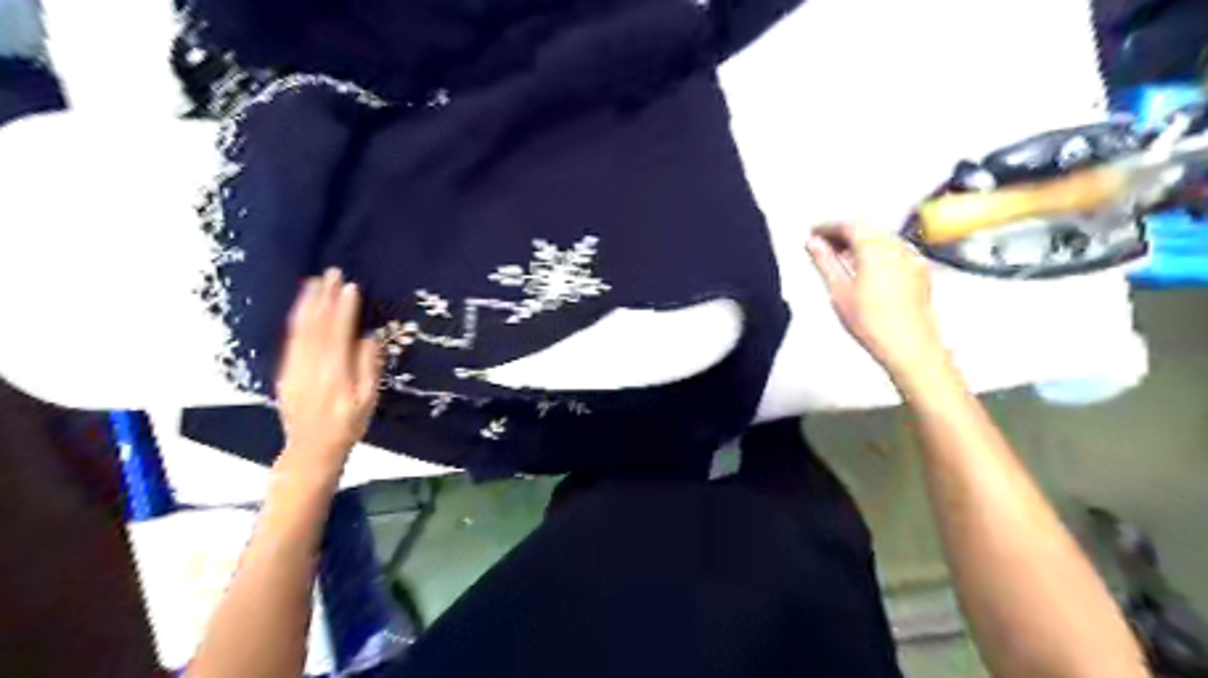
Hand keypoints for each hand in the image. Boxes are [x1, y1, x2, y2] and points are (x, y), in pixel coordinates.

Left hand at [275, 267, 383, 468]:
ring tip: (315, 282)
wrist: (311, 448)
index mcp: (335, 373)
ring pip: (300, 330)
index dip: (344, 309)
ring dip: (308, 304)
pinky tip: (303, 309)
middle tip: (331, 273)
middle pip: (317, 326)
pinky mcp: (286, 372)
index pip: (339, 333)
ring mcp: (295, 368)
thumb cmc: (348, 424)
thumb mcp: (368, 399)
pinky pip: (291, 339)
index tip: (350, 287)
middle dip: (324, 297)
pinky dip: (297, 320)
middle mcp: (311, 366)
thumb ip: (368, 367)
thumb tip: (370, 337)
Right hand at [806, 224, 947, 377]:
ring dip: (859, 244)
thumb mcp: (838, 289)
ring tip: (839, 260)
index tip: (813, 232)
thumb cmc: (873, 321)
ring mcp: (911, 258)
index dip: (827, 226)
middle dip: (843, 234)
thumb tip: (813, 243)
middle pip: (866, 229)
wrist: (909, 345)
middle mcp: (896, 246)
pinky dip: (875, 255)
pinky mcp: (919, 272)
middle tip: (822, 245)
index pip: (848, 224)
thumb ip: (824, 261)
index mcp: (875, 246)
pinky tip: (863, 271)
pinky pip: (893, 252)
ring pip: (880, 239)